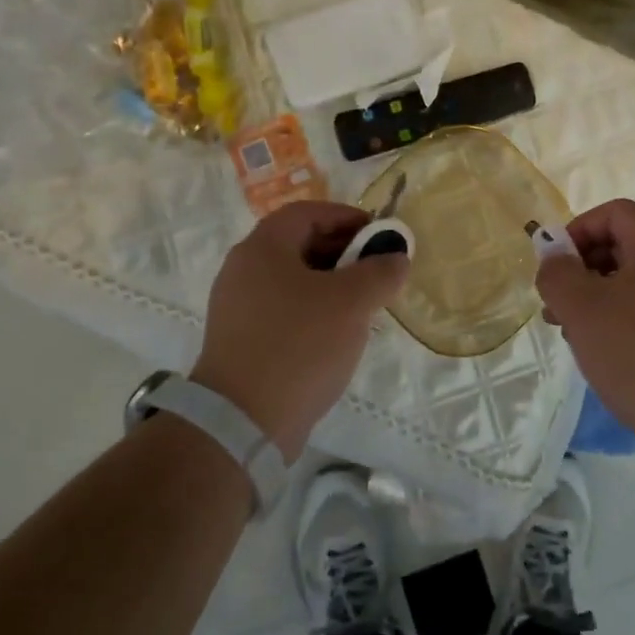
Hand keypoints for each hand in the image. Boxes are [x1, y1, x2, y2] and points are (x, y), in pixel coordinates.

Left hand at [191, 201, 407, 460]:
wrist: (243, 421)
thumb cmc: (299, 345)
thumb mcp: (351, 302)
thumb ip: (380, 271)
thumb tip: (396, 257)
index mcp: (263, 248)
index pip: (308, 213)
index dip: (347, 217)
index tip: (380, 236)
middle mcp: (243, 270)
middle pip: (300, 244)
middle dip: (344, 253)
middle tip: (378, 271)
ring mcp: (238, 307)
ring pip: (294, 281)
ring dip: (332, 285)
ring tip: (365, 305)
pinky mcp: (241, 340)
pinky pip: (284, 311)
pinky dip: (314, 311)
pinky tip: (338, 336)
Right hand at [537, 197, 634, 472]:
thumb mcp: (581, 307)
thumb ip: (557, 273)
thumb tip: (553, 258)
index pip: (614, 213)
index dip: (578, 230)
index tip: (555, 266)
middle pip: (621, 246)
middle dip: (581, 268)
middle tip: (555, 303)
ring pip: (630, 282)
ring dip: (594, 298)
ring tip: (569, 331)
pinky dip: (617, 321)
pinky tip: (599, 352)